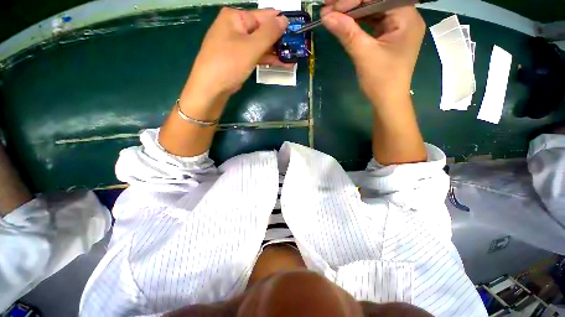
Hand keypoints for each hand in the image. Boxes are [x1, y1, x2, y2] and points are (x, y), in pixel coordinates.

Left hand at [180, 8, 288, 120]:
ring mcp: (236, 44)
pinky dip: (266, 59)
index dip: (280, 23)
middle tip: (295, 48)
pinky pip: (255, 56)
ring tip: (291, 58)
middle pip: (262, 31)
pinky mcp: (238, 59)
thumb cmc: (229, 64)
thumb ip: (269, 33)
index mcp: (235, 18)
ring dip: (274, 52)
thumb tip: (284, 20)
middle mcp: (235, 28)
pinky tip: (280, 64)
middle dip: (278, 41)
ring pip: (259, 45)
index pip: (263, 16)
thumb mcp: (251, 47)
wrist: (211, 88)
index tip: (295, 30)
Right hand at [321, 1, 424, 107]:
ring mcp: (397, 26)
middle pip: (376, 1)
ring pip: (373, 10)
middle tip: (328, 7)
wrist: (387, 101)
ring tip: (332, 13)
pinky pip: (373, 22)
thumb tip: (326, 15)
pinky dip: (358, 21)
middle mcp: (405, 17)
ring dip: (352, 11)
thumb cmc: (381, 80)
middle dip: (351, 3)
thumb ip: (347, 32)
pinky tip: (344, 21)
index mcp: (406, 17)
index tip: (332, 6)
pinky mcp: (389, 36)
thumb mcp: (364, 55)